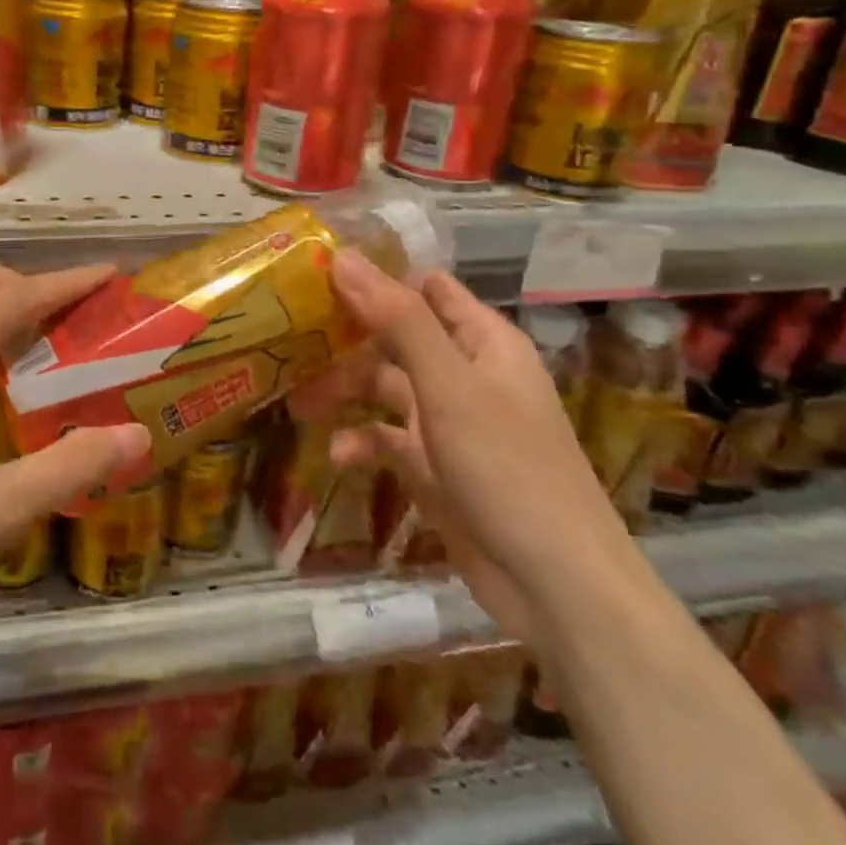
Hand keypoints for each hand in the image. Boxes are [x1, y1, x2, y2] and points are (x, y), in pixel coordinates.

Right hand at [291, 254, 637, 642]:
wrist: (556, 587)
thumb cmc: (508, 469)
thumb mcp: (449, 386)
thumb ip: (398, 319)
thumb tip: (344, 257)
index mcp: (482, 342)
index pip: (424, 288)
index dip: (376, 278)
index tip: (316, 275)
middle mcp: (465, 374)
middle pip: (394, 338)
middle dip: (345, 339)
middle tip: (290, 337)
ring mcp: (448, 422)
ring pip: (383, 389)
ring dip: (343, 393)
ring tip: (298, 404)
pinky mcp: (434, 467)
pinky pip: (387, 441)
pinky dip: (362, 443)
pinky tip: (338, 455)